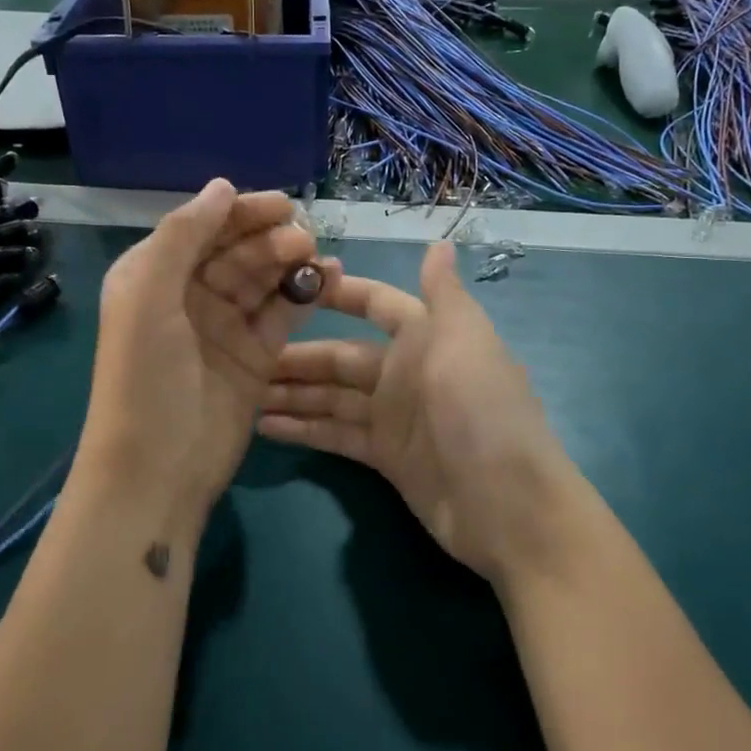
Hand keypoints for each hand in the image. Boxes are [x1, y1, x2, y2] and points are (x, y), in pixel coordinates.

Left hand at [75, 180, 338, 546]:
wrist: (157, 469)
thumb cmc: (144, 376)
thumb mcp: (148, 296)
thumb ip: (182, 236)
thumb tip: (222, 186)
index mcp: (155, 275)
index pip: (203, 228)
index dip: (240, 212)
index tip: (281, 204)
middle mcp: (190, 295)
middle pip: (238, 250)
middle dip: (269, 238)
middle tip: (302, 238)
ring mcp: (225, 327)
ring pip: (265, 278)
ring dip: (291, 262)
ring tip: (316, 256)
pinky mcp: (256, 356)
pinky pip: (284, 313)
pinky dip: (306, 293)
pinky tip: (329, 278)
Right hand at [258, 240, 578, 587]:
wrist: (509, 508)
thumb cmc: (482, 412)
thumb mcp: (465, 343)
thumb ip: (444, 294)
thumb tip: (441, 242)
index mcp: (426, 337)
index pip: (375, 304)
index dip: (337, 294)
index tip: (288, 285)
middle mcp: (406, 372)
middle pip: (341, 357)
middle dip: (296, 356)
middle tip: (241, 355)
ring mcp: (394, 417)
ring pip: (332, 397)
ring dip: (292, 393)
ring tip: (241, 391)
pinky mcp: (385, 457)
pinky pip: (335, 434)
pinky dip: (304, 430)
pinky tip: (264, 427)